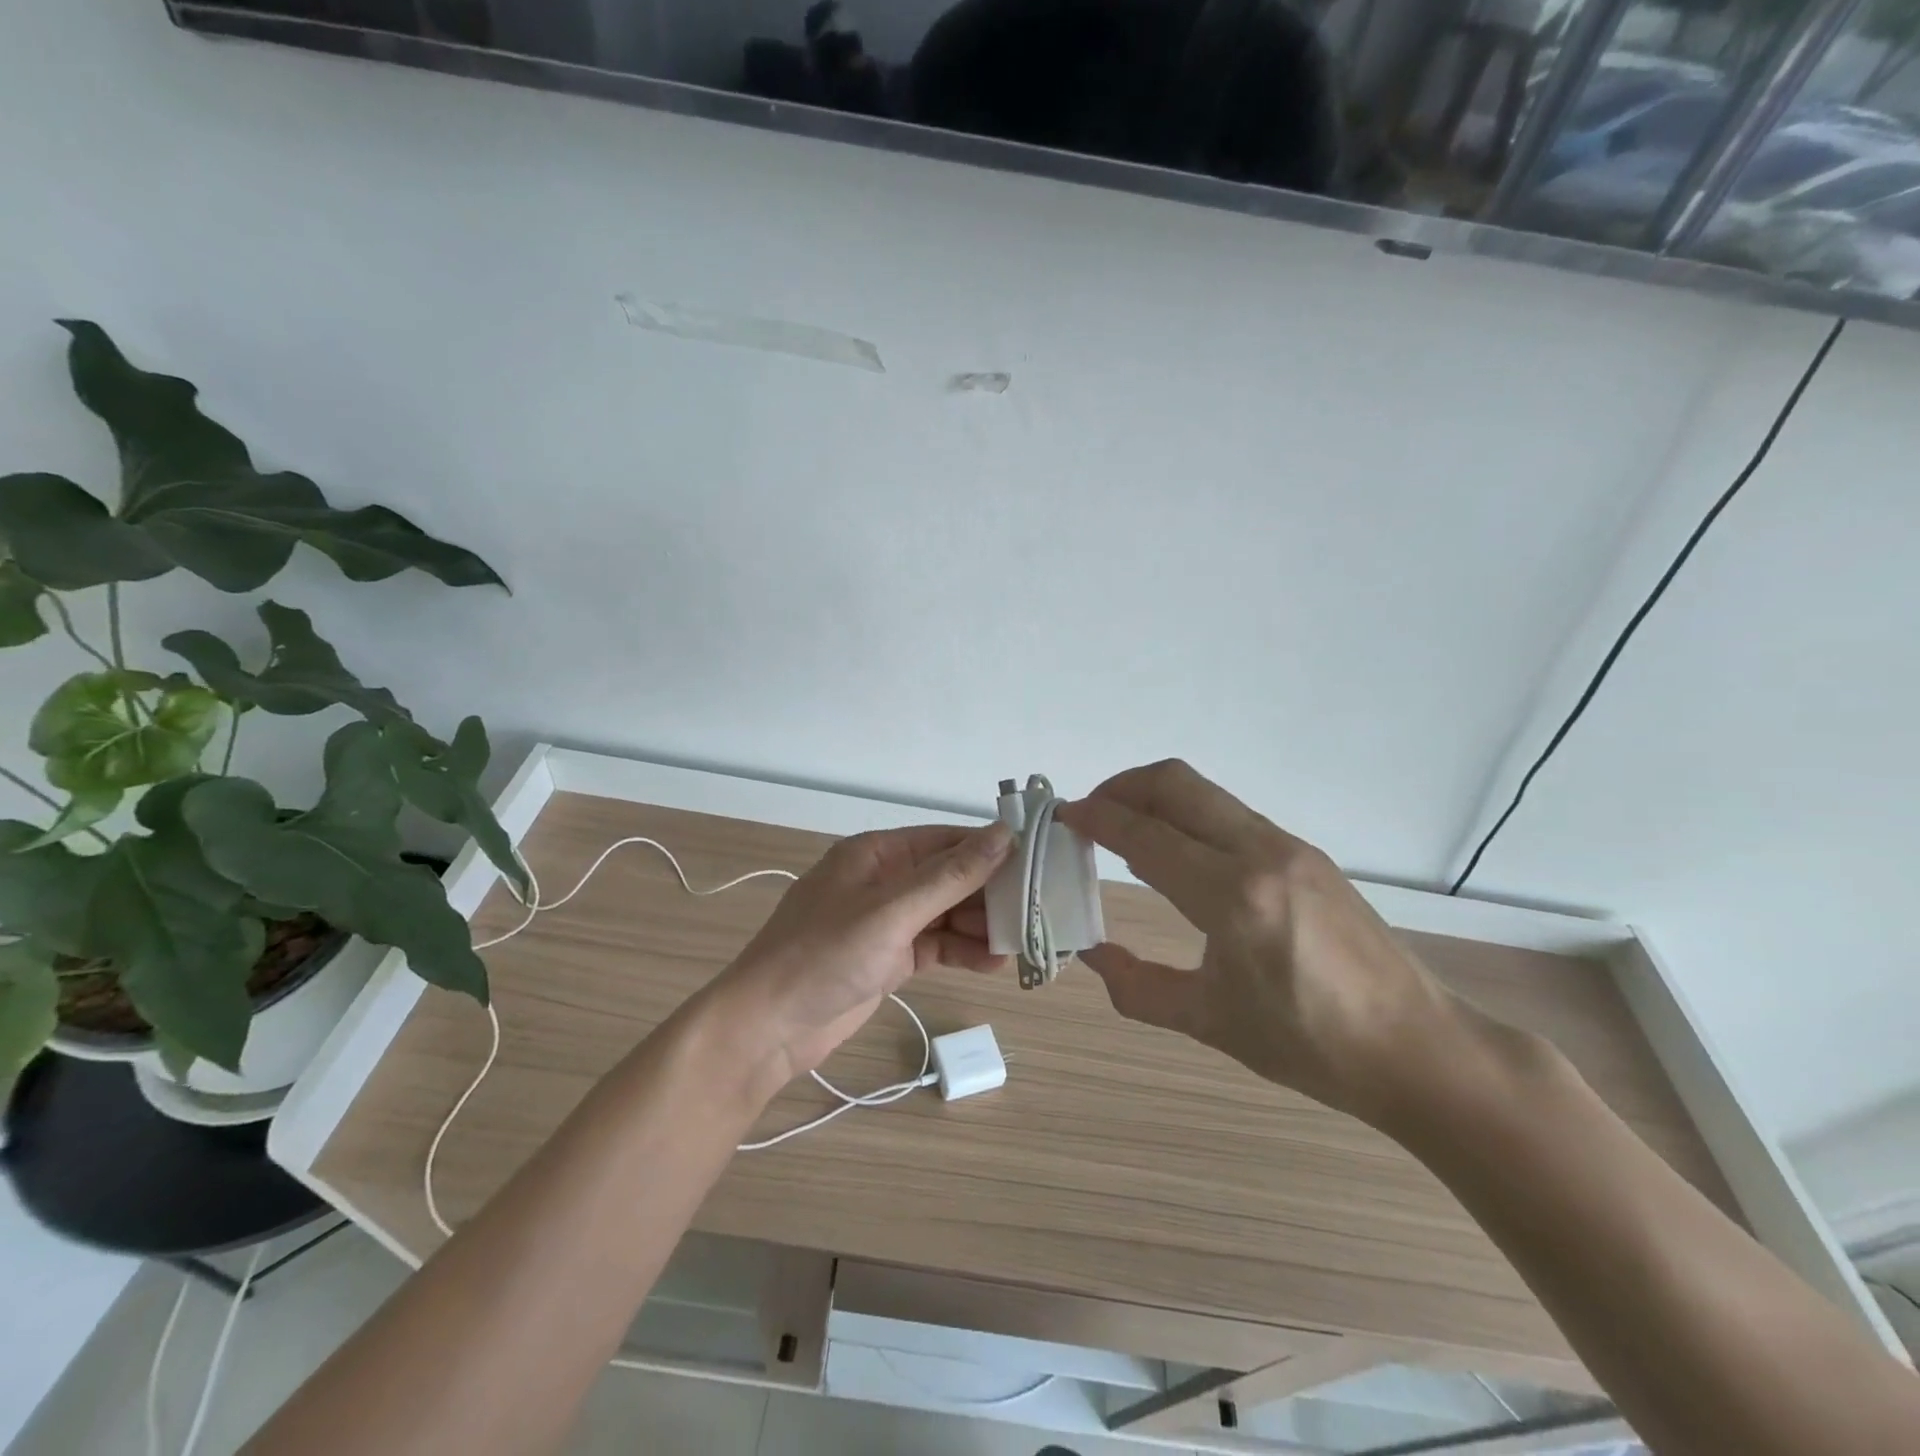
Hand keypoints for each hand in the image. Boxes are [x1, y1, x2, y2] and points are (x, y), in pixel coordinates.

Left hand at [715, 822, 1013, 1090]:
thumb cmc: (824, 956)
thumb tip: (1004, 834)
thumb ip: (949, 875)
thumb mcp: (891, 911)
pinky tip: (993, 965)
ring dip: (980, 927)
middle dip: (989, 894)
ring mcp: (886, 921)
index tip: (1038, 863)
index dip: (991, 850)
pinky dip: (962, 952)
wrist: (767, 1028)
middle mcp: (885, 881)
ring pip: (946, 913)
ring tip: (1020, 944)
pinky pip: (936, 945)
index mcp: (877, 854)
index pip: (946, 841)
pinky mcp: (889, 957)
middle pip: (950, 878)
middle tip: (1036, 912)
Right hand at [1057, 760, 1460, 1124]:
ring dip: (1156, 797)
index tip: (1063, 817)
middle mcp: (1259, 852)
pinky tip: (1179, 854)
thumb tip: (1091, 954)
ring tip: (1127, 830)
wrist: (1418, 1048)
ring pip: (1204, 792)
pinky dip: (1188, 816)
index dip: (1096, 819)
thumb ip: (1137, 986)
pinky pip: (1230, 814)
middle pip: (1174, 783)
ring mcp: (1288, 846)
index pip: (1144, 835)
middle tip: (1090, 813)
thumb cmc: (1308, 1044)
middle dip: (1122, 786)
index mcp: (1231, 896)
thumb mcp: (1209, 1021)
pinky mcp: (1305, 852)